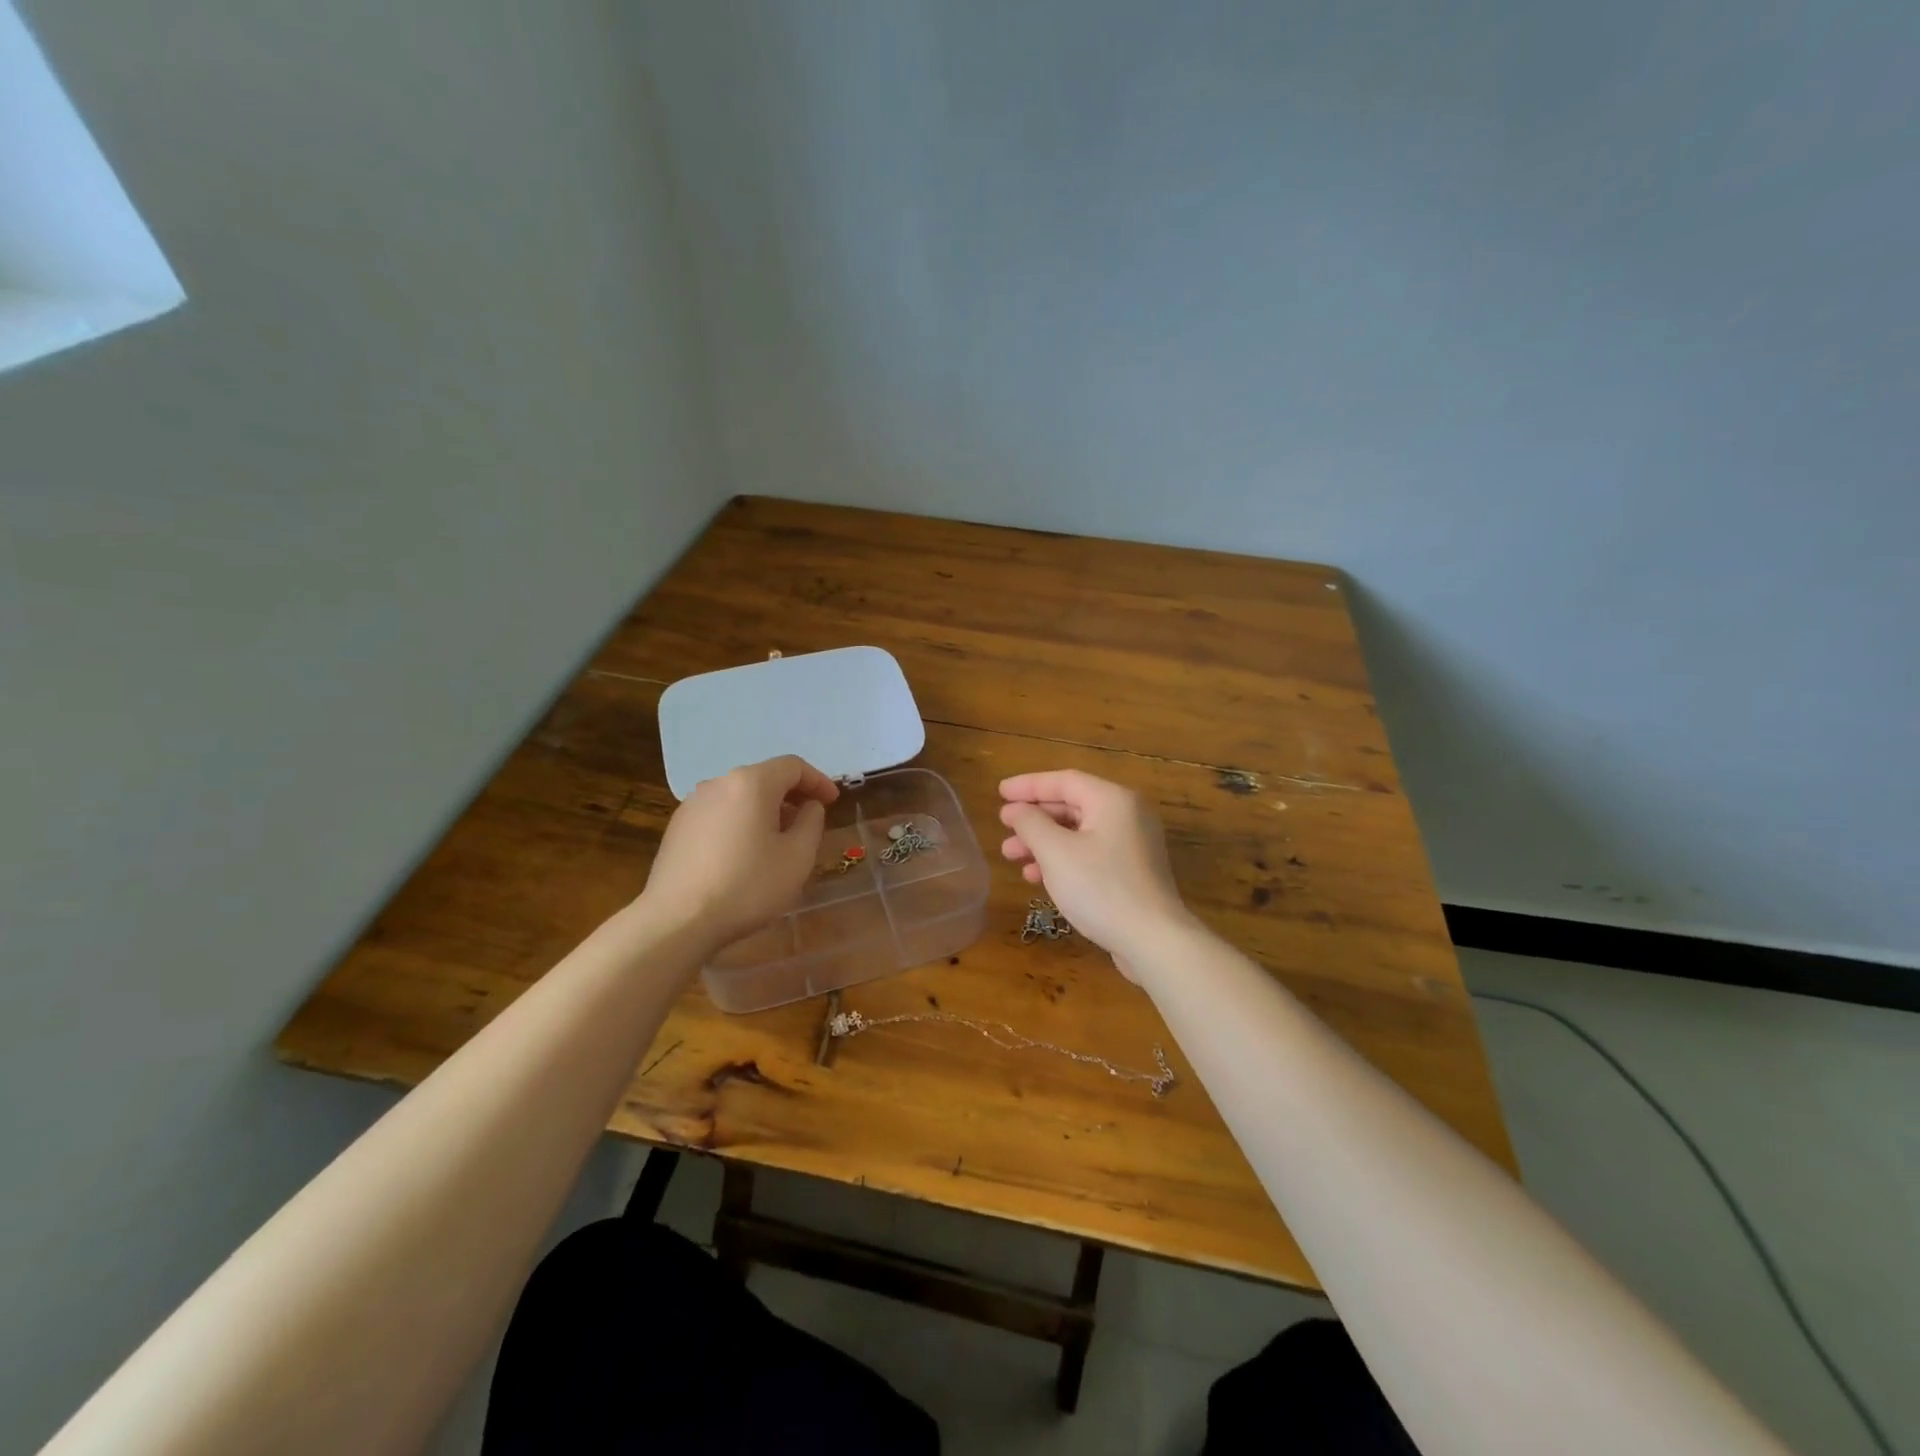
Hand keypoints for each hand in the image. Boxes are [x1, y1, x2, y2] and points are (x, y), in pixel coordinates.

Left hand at [643, 755, 838, 953]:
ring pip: (740, 797)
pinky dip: (740, 823)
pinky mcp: (677, 828)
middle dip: (791, 795)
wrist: (677, 922)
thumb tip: (808, 806)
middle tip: (809, 821)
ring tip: (777, 840)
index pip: (793, 766)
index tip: (833, 802)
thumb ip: (811, 822)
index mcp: (751, 783)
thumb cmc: (748, 886)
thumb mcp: (798, 856)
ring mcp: (692, 805)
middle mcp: (718, 783)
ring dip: (765, 810)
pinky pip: (719, 814)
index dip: (818, 781)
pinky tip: (744, 854)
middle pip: (764, 778)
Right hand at [998, 770, 1191, 976]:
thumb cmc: (1101, 888)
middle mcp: (1127, 814)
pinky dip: (1062, 859)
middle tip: (1003, 828)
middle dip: (1034, 818)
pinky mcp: (1132, 871)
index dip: (1028, 786)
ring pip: (1078, 832)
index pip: (1063, 781)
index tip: (999, 792)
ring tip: (1012, 856)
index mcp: (1112, 800)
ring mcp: (1132, 844)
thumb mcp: (1056, 852)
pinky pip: (1090, 853)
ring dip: (1043, 842)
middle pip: (1071, 805)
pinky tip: (1038, 877)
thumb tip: (1015, 810)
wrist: (1153, 940)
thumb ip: (1030, 824)